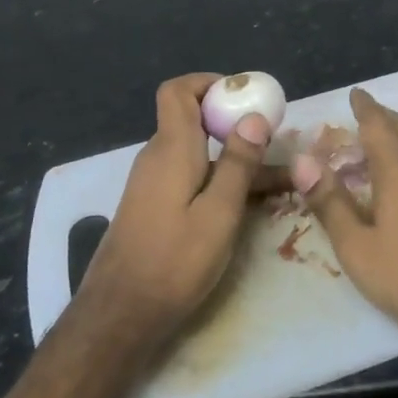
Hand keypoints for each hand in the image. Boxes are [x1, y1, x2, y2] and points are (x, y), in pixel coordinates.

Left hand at [77, 73, 274, 349]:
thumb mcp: (219, 213)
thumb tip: (254, 116)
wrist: (120, 314)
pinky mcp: (152, 204)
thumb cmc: (174, 262)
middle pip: (191, 118)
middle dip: (233, 122)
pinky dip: (217, 177)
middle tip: (273, 140)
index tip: (244, 99)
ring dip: (232, 156)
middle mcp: (157, 156)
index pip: (177, 90)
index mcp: (171, 148)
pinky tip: (246, 202)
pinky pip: (189, 175)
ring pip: (196, 152)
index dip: (209, 83)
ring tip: (276, 177)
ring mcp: (151, 181)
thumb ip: (238, 163)